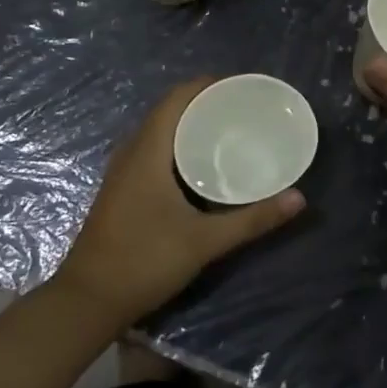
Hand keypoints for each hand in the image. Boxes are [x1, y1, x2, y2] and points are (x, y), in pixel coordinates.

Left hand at [54, 78, 305, 323]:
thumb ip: (252, 220)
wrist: (87, 302)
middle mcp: (131, 152)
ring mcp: (122, 171)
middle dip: (203, 103)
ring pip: (158, 131)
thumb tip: (298, 199)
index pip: (176, 98)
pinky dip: (177, 143)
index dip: (206, 85)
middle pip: (168, 111)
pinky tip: (199, 163)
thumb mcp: (204, 241)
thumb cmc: (144, 261)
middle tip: (242, 108)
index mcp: (147, 151)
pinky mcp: (121, 189)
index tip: (240, 86)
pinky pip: (152, 149)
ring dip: (189, 123)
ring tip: (227, 128)